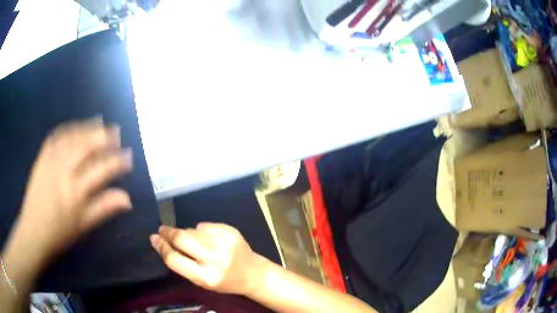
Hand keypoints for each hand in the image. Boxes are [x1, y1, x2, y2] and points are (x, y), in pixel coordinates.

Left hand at [11, 118, 132, 260]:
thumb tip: (127, 198)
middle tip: (116, 132)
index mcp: (75, 193)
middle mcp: (63, 172)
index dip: (117, 162)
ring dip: (88, 128)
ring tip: (100, 122)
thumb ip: (104, 209)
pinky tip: (76, 126)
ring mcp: (51, 161)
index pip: (101, 170)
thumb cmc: (59, 234)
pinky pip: (56, 136)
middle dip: (103, 137)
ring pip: (72, 137)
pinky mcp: (42, 157)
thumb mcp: (83, 226)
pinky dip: (69, 128)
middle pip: (86, 146)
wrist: (33, 231)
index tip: (129, 156)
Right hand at [151, 223, 266, 294]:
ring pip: (192, 230)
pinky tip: (206, 239)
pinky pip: (204, 226)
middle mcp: (215, 259)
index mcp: (206, 277)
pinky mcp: (230, 230)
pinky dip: (199, 231)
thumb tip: (160, 242)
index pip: (175, 259)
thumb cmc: (224, 281)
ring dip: (185, 233)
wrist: (253, 273)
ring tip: (188, 240)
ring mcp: (224, 242)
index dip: (161, 247)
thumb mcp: (202, 281)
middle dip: (168, 233)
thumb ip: (182, 264)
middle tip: (162, 230)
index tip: (154, 239)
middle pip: (182, 239)